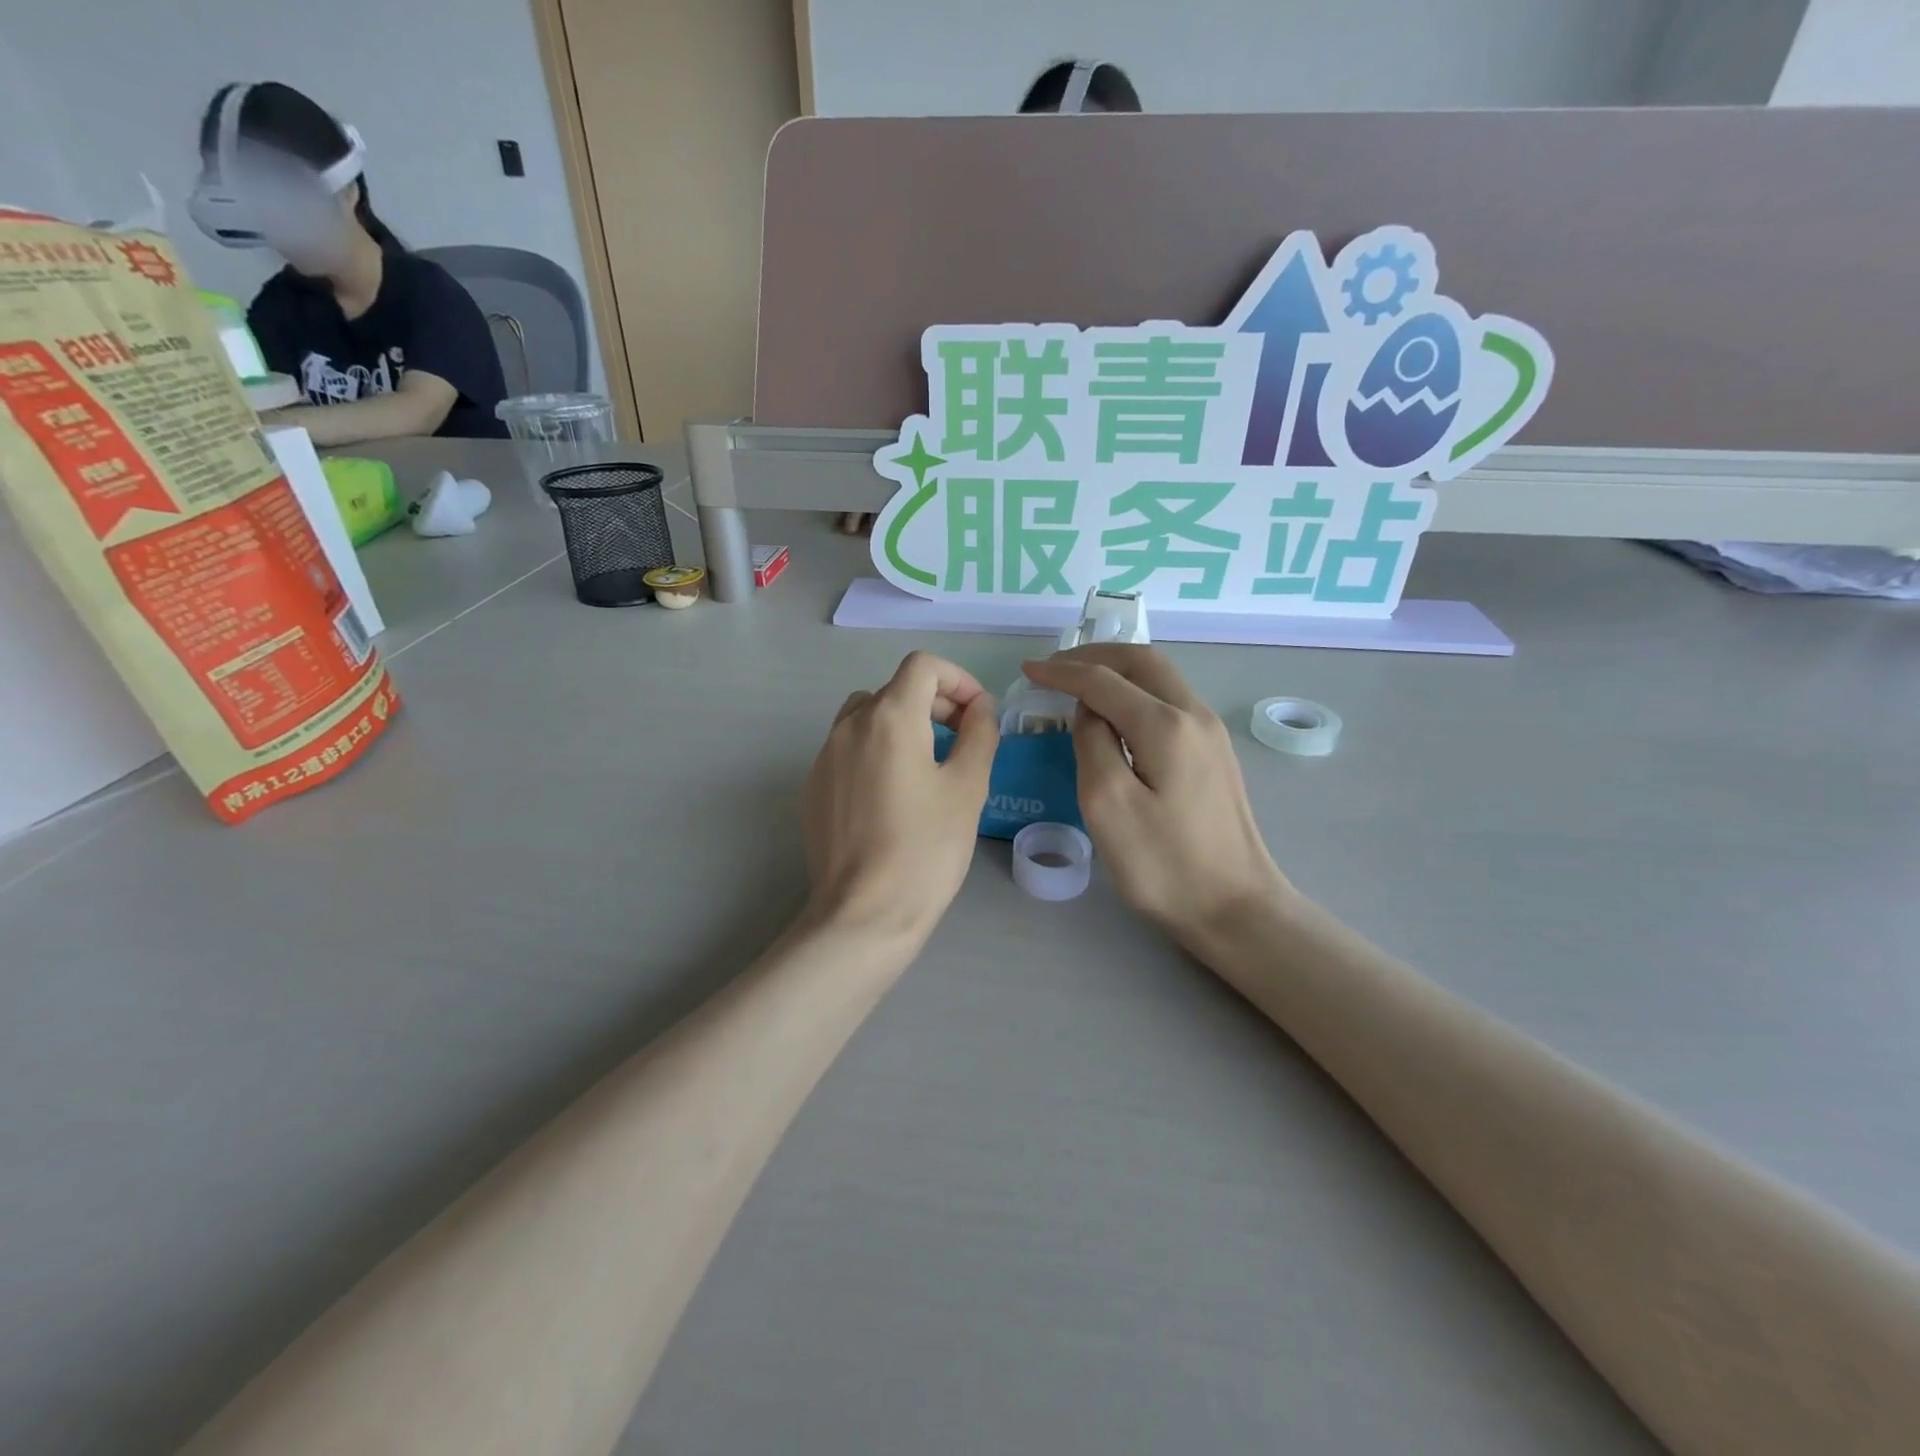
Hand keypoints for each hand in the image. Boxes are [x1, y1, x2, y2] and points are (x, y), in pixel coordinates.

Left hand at [802, 651, 998, 944]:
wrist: (864, 914)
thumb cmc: (926, 849)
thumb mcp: (968, 787)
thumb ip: (979, 733)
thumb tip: (979, 708)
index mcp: (889, 717)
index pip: (922, 666)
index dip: (958, 679)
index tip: (977, 714)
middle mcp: (849, 725)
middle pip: (895, 689)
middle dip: (935, 704)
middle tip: (963, 741)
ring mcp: (824, 756)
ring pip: (867, 716)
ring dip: (902, 725)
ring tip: (929, 765)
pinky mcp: (814, 787)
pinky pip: (848, 749)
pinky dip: (876, 751)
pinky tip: (894, 796)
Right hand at [1022, 645, 1290, 946]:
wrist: (1236, 907)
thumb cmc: (1164, 864)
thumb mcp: (1108, 805)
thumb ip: (1092, 743)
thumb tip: (1090, 711)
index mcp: (1166, 725)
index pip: (1104, 680)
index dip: (1062, 671)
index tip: (1028, 670)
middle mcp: (1195, 715)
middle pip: (1142, 662)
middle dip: (1094, 656)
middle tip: (1054, 668)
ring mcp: (1211, 733)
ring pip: (1160, 678)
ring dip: (1117, 671)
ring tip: (1078, 683)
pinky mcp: (1215, 753)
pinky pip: (1170, 701)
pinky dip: (1136, 692)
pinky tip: (1115, 714)